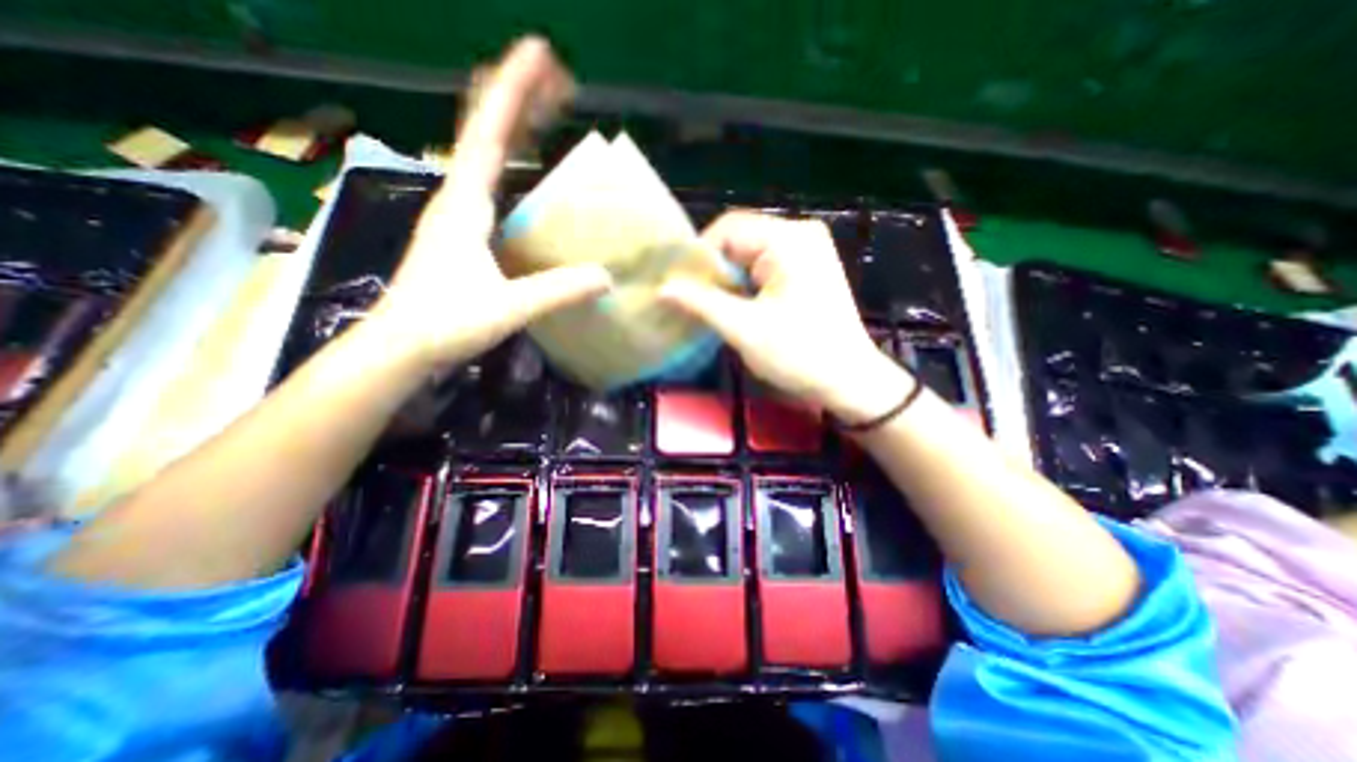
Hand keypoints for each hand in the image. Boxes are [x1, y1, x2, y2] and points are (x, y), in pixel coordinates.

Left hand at [366, 38, 609, 372]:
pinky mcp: (462, 235)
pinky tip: (526, 171)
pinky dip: (509, 163)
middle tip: (559, 80)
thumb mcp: (508, 307)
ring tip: (546, 113)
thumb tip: (606, 277)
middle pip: (487, 133)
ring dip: (515, 127)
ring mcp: (457, 217)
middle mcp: (458, 199)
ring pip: (486, 156)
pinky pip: (489, 183)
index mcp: (465, 205)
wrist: (399, 347)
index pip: (490, 134)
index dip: (514, 90)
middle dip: (519, 99)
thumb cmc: (445, 323)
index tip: (539, 53)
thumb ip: (557, 291)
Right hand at [658, 213, 908, 423]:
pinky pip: (765, 265)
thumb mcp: (744, 329)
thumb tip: (662, 288)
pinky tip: (738, 305)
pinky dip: (747, 283)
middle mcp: (800, 233)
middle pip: (740, 239)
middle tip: (694, 301)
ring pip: (750, 254)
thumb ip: (700, 303)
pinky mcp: (809, 268)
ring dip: (729, 279)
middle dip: (714, 270)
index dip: (699, 257)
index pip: (728, 229)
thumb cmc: (799, 354)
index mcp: (788, 239)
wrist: (849, 381)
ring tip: (712, 306)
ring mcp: (808, 250)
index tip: (681, 288)